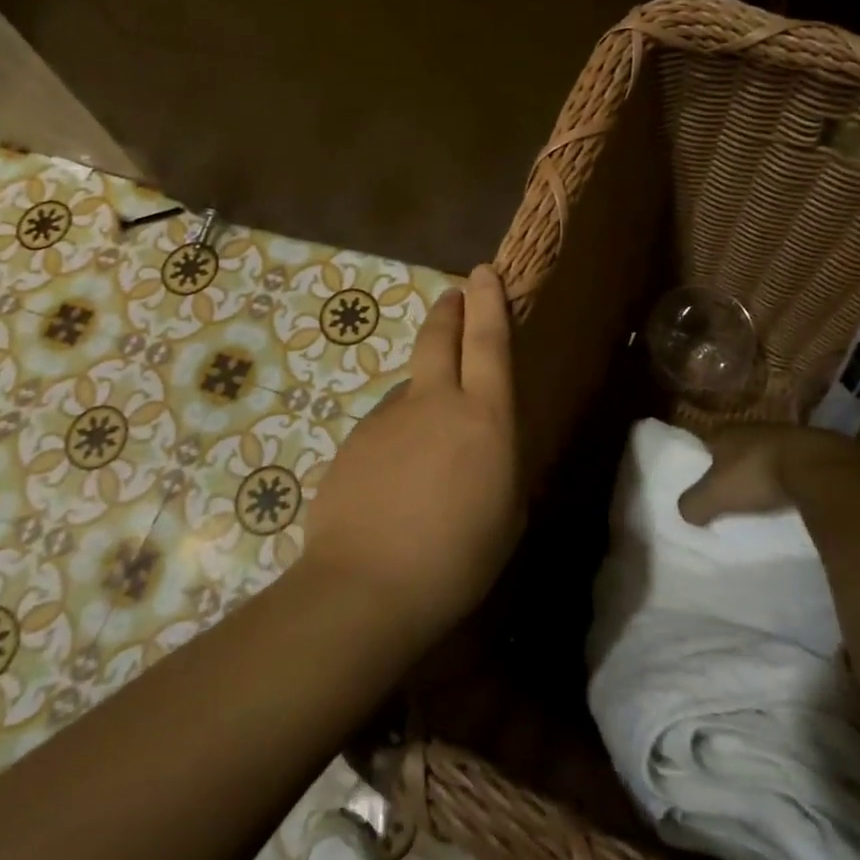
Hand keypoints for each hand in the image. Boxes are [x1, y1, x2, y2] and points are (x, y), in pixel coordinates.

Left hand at [300, 265, 519, 632]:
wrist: (365, 586)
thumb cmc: (457, 559)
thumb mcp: (506, 513)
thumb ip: (498, 463)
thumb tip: (483, 442)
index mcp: (483, 417)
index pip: (488, 342)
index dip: (489, 302)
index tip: (483, 273)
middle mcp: (433, 402)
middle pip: (438, 336)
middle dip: (449, 310)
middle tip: (454, 295)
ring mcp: (387, 418)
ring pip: (410, 387)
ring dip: (423, 393)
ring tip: (428, 447)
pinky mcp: (353, 440)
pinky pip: (385, 425)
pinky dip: (397, 437)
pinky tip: (395, 482)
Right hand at [678, 422, 859, 524]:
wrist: (818, 467)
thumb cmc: (757, 475)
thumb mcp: (716, 495)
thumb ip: (695, 503)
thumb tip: (686, 513)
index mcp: (725, 432)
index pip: (707, 440)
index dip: (703, 456)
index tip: (702, 473)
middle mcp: (753, 427)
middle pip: (738, 445)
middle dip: (735, 462)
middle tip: (731, 485)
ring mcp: (787, 436)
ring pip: (767, 452)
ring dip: (764, 468)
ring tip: (761, 490)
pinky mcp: (815, 450)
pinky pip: (794, 463)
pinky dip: (790, 475)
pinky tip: (791, 491)